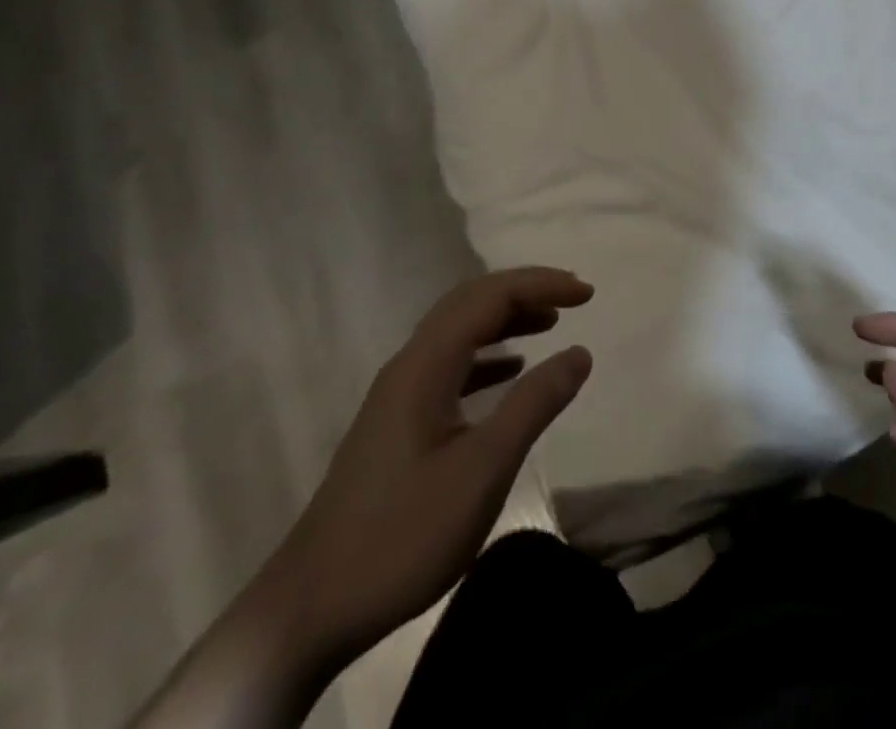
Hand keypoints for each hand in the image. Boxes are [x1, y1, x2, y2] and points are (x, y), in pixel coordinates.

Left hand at [250, 268, 593, 679]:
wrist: (308, 611)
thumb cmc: (401, 535)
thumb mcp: (482, 470)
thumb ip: (534, 404)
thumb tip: (579, 351)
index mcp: (425, 365)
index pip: (489, 297)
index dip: (541, 285)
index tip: (587, 294)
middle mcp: (409, 366)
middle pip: (470, 303)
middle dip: (525, 290)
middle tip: (574, 295)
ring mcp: (398, 396)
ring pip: (459, 332)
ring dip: (506, 318)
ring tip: (551, 321)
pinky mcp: (397, 424)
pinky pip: (450, 365)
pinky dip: (488, 355)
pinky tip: (511, 370)